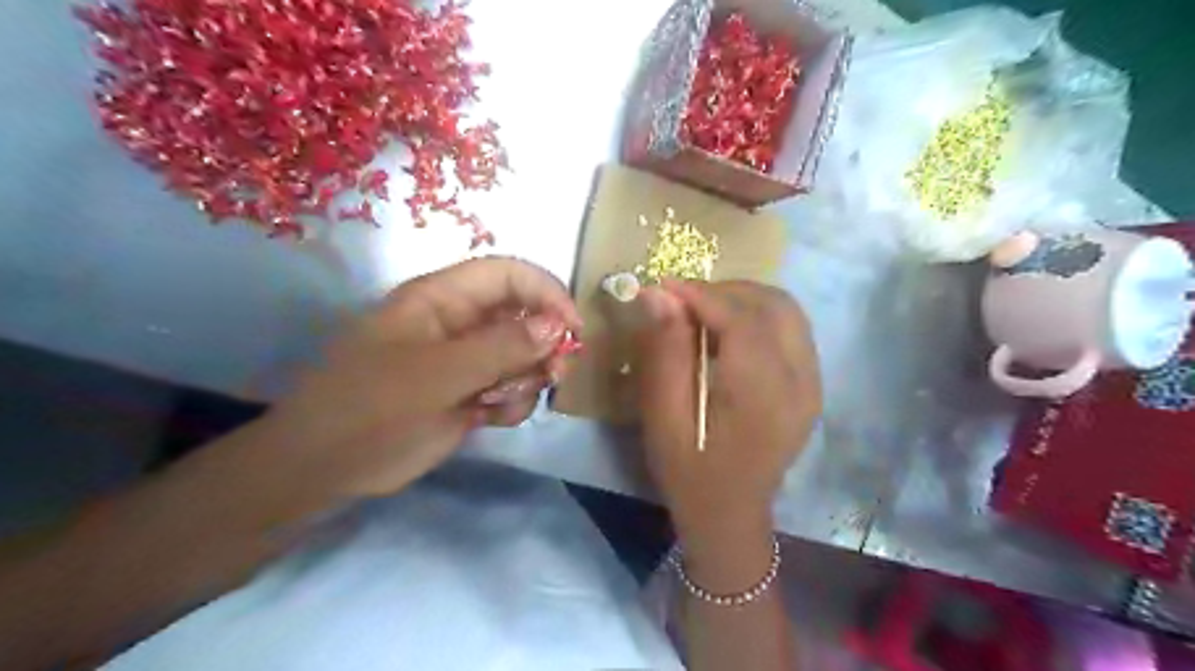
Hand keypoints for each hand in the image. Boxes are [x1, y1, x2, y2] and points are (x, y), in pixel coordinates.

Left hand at [255, 256, 580, 502]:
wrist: (323, 470)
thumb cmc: (371, 411)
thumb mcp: (437, 376)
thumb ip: (501, 348)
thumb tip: (558, 325)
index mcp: (441, 300)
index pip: (508, 275)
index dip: (546, 293)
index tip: (574, 329)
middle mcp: (458, 323)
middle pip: (522, 315)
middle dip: (544, 343)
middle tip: (554, 375)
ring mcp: (464, 360)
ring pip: (522, 355)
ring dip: (528, 378)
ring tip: (506, 404)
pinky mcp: (467, 393)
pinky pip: (509, 388)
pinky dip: (513, 403)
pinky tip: (493, 420)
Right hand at [633, 280, 821, 562]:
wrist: (730, 513)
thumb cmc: (689, 470)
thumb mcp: (663, 416)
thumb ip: (666, 352)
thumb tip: (660, 295)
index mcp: (762, 395)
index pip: (742, 319)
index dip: (702, 293)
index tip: (665, 285)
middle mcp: (800, 382)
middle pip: (774, 305)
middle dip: (725, 290)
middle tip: (683, 300)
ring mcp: (813, 383)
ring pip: (788, 311)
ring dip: (744, 299)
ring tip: (703, 311)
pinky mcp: (812, 385)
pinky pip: (791, 329)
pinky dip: (758, 316)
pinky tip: (728, 331)